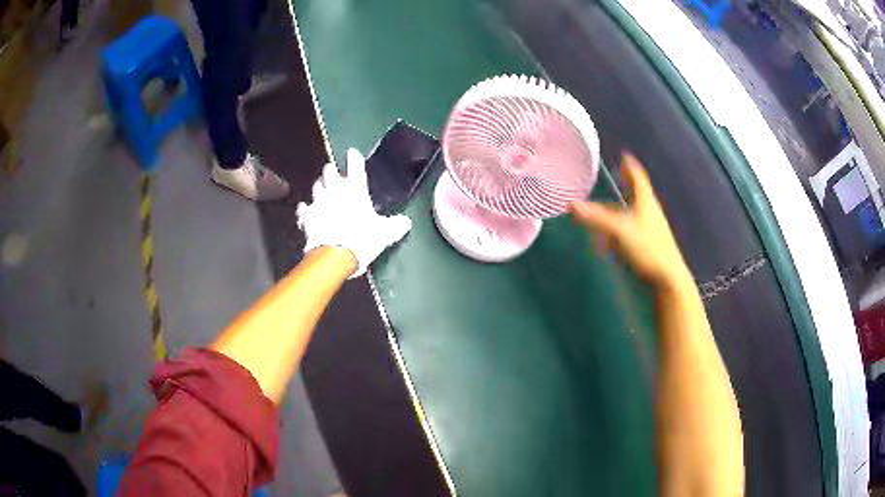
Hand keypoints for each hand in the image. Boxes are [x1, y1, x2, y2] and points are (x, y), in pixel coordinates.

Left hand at [297, 148, 411, 277]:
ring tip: (321, 188)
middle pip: (329, 172)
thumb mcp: (385, 234)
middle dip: (331, 170)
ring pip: (316, 187)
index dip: (354, 158)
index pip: (356, 167)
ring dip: (319, 186)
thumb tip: (406, 222)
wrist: (335, 256)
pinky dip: (305, 209)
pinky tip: (306, 209)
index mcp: (356, 190)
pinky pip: (304, 209)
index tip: (352, 153)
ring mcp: (319, 203)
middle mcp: (335, 191)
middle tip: (332, 171)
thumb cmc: (362, 239)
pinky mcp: (307, 217)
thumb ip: (396, 226)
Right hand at [570, 154, 689, 288]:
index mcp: (645, 201)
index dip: (630, 165)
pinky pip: (632, 230)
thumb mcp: (620, 231)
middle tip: (616, 175)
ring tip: (606, 209)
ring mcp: (651, 229)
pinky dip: (620, 230)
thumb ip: (596, 218)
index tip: (624, 155)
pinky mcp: (649, 245)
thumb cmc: (648, 248)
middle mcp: (649, 211)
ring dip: (621, 209)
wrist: (668, 278)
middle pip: (637, 193)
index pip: (638, 177)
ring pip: (634, 213)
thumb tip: (571, 205)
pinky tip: (608, 242)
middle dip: (627, 184)